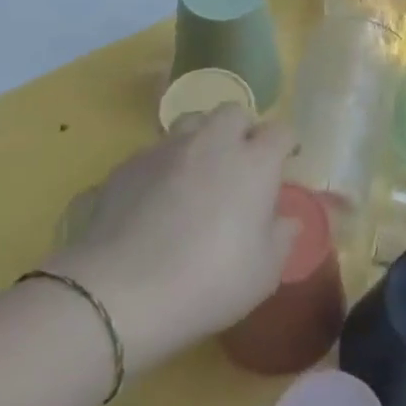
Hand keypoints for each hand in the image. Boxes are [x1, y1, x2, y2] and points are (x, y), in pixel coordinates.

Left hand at [48, 106, 297, 371]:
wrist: (119, 293)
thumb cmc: (208, 282)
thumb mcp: (263, 273)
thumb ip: (281, 238)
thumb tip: (286, 220)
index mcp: (253, 163)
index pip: (280, 131)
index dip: (286, 144)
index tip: (286, 162)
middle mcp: (212, 143)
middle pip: (233, 112)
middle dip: (242, 130)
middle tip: (240, 163)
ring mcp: (165, 150)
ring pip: (190, 123)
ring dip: (201, 138)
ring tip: (198, 172)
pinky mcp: (126, 165)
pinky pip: (154, 152)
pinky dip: (164, 166)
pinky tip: (156, 199)